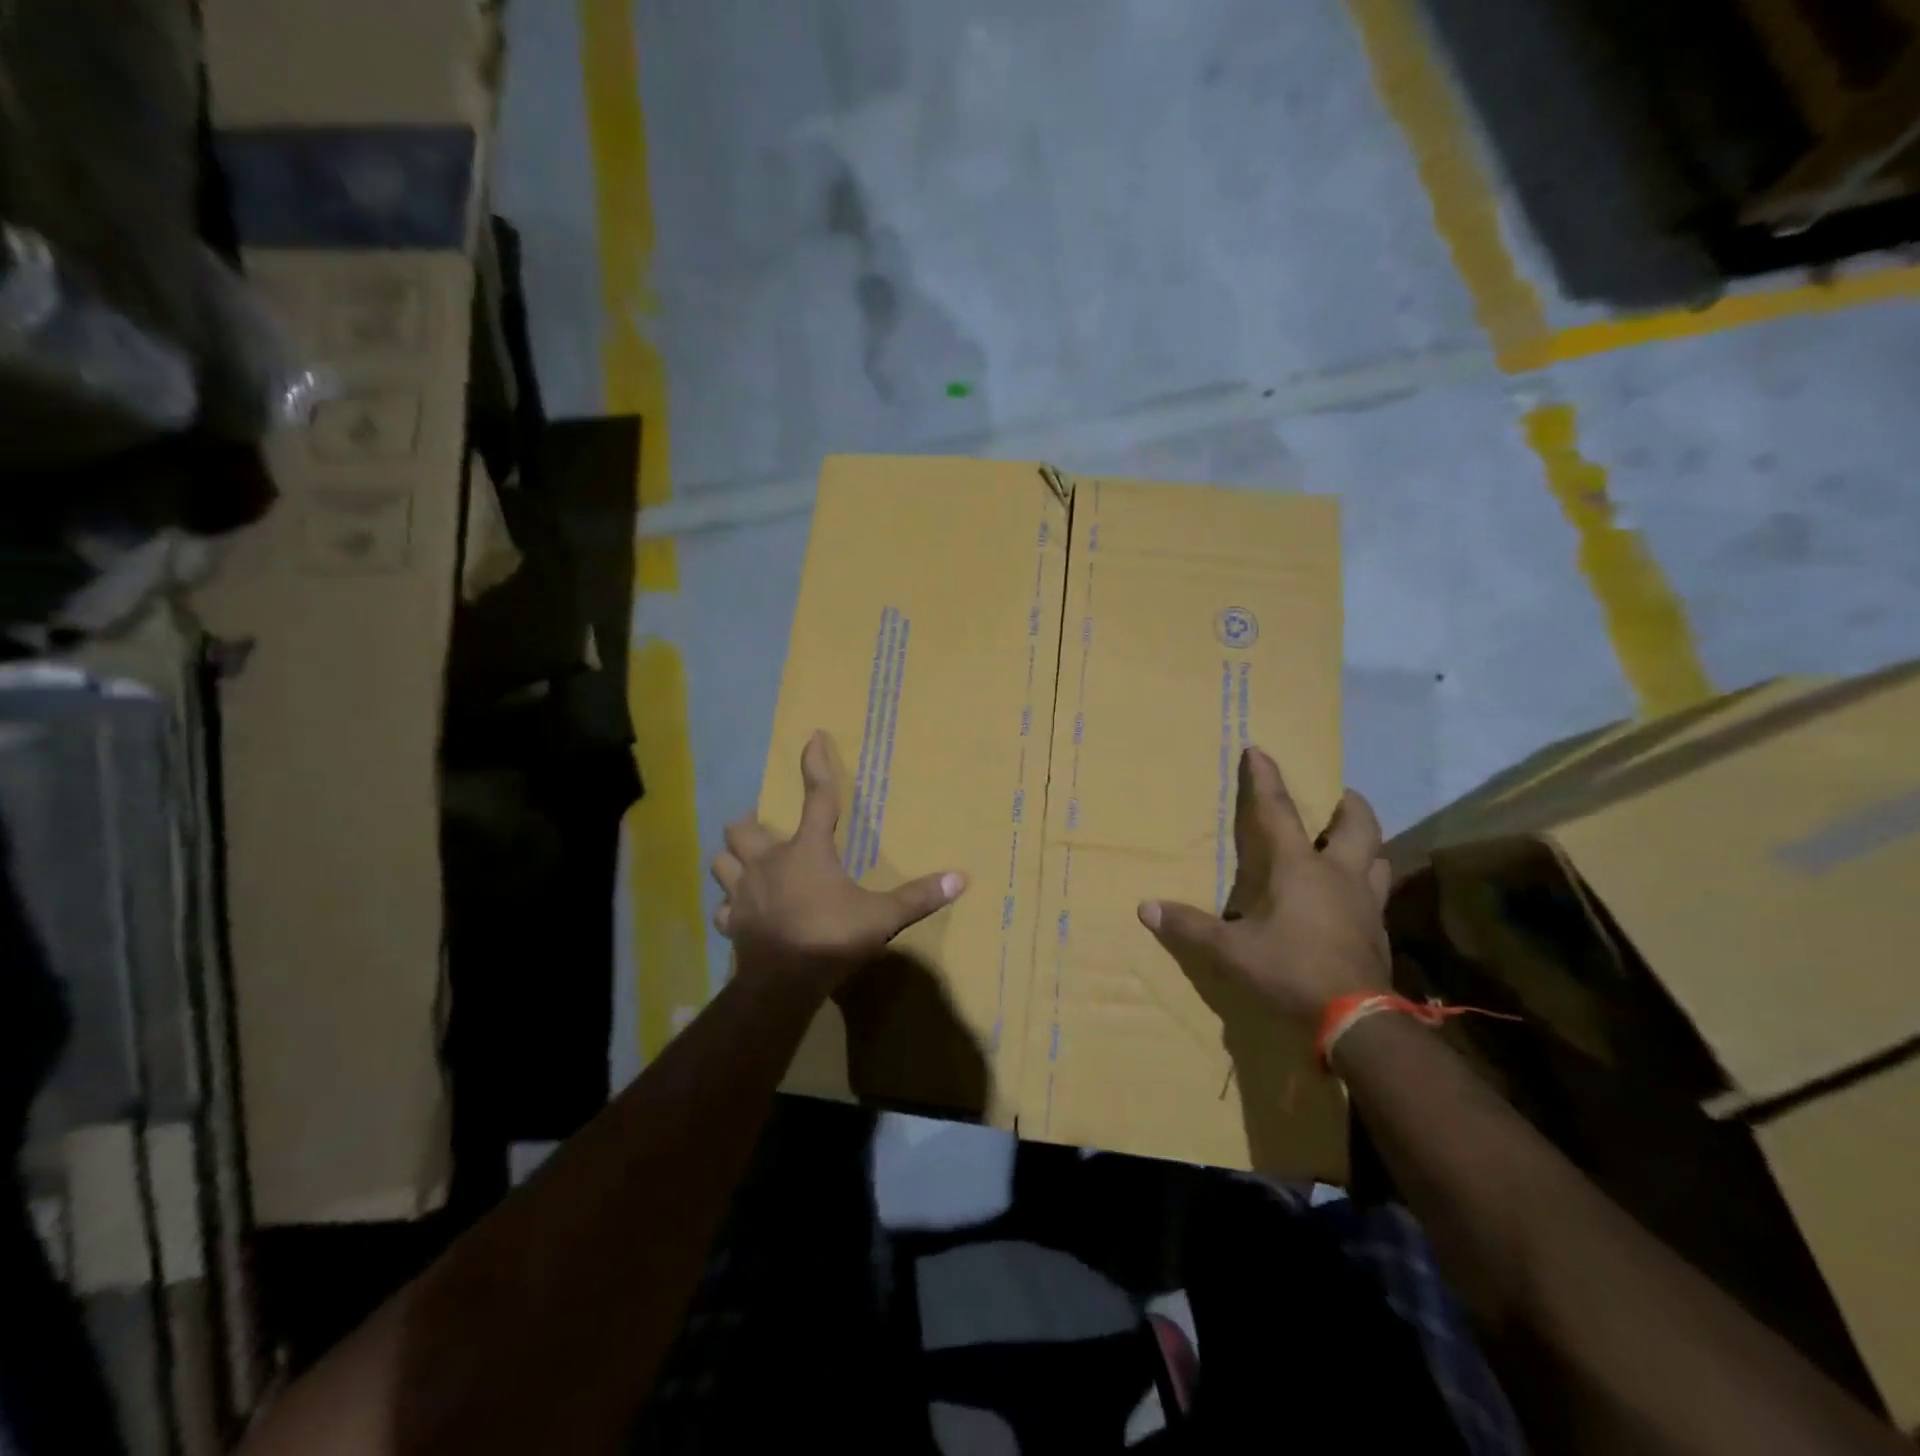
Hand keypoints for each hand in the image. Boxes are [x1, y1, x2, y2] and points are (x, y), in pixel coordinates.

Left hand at [711, 731, 966, 994]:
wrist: (783, 984)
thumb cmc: (831, 938)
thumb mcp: (882, 917)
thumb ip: (918, 896)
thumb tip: (961, 878)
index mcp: (807, 851)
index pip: (816, 798)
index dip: (815, 765)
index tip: (812, 737)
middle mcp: (769, 863)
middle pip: (743, 828)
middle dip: (751, 824)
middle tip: (764, 828)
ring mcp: (743, 893)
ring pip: (722, 862)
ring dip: (733, 859)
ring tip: (747, 863)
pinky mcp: (732, 923)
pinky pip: (723, 907)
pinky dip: (730, 905)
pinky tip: (741, 911)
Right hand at [1138, 746, 1391, 1023]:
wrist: (1357, 1022)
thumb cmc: (1289, 971)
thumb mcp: (1229, 952)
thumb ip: (1189, 928)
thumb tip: (1146, 908)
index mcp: (1299, 868)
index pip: (1278, 812)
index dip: (1265, 779)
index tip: (1259, 750)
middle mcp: (1339, 876)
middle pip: (1358, 826)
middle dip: (1348, 806)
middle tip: (1339, 797)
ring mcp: (1365, 905)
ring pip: (1378, 860)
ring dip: (1366, 848)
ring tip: (1351, 848)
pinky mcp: (1377, 934)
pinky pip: (1375, 897)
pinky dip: (1365, 889)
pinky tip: (1350, 905)